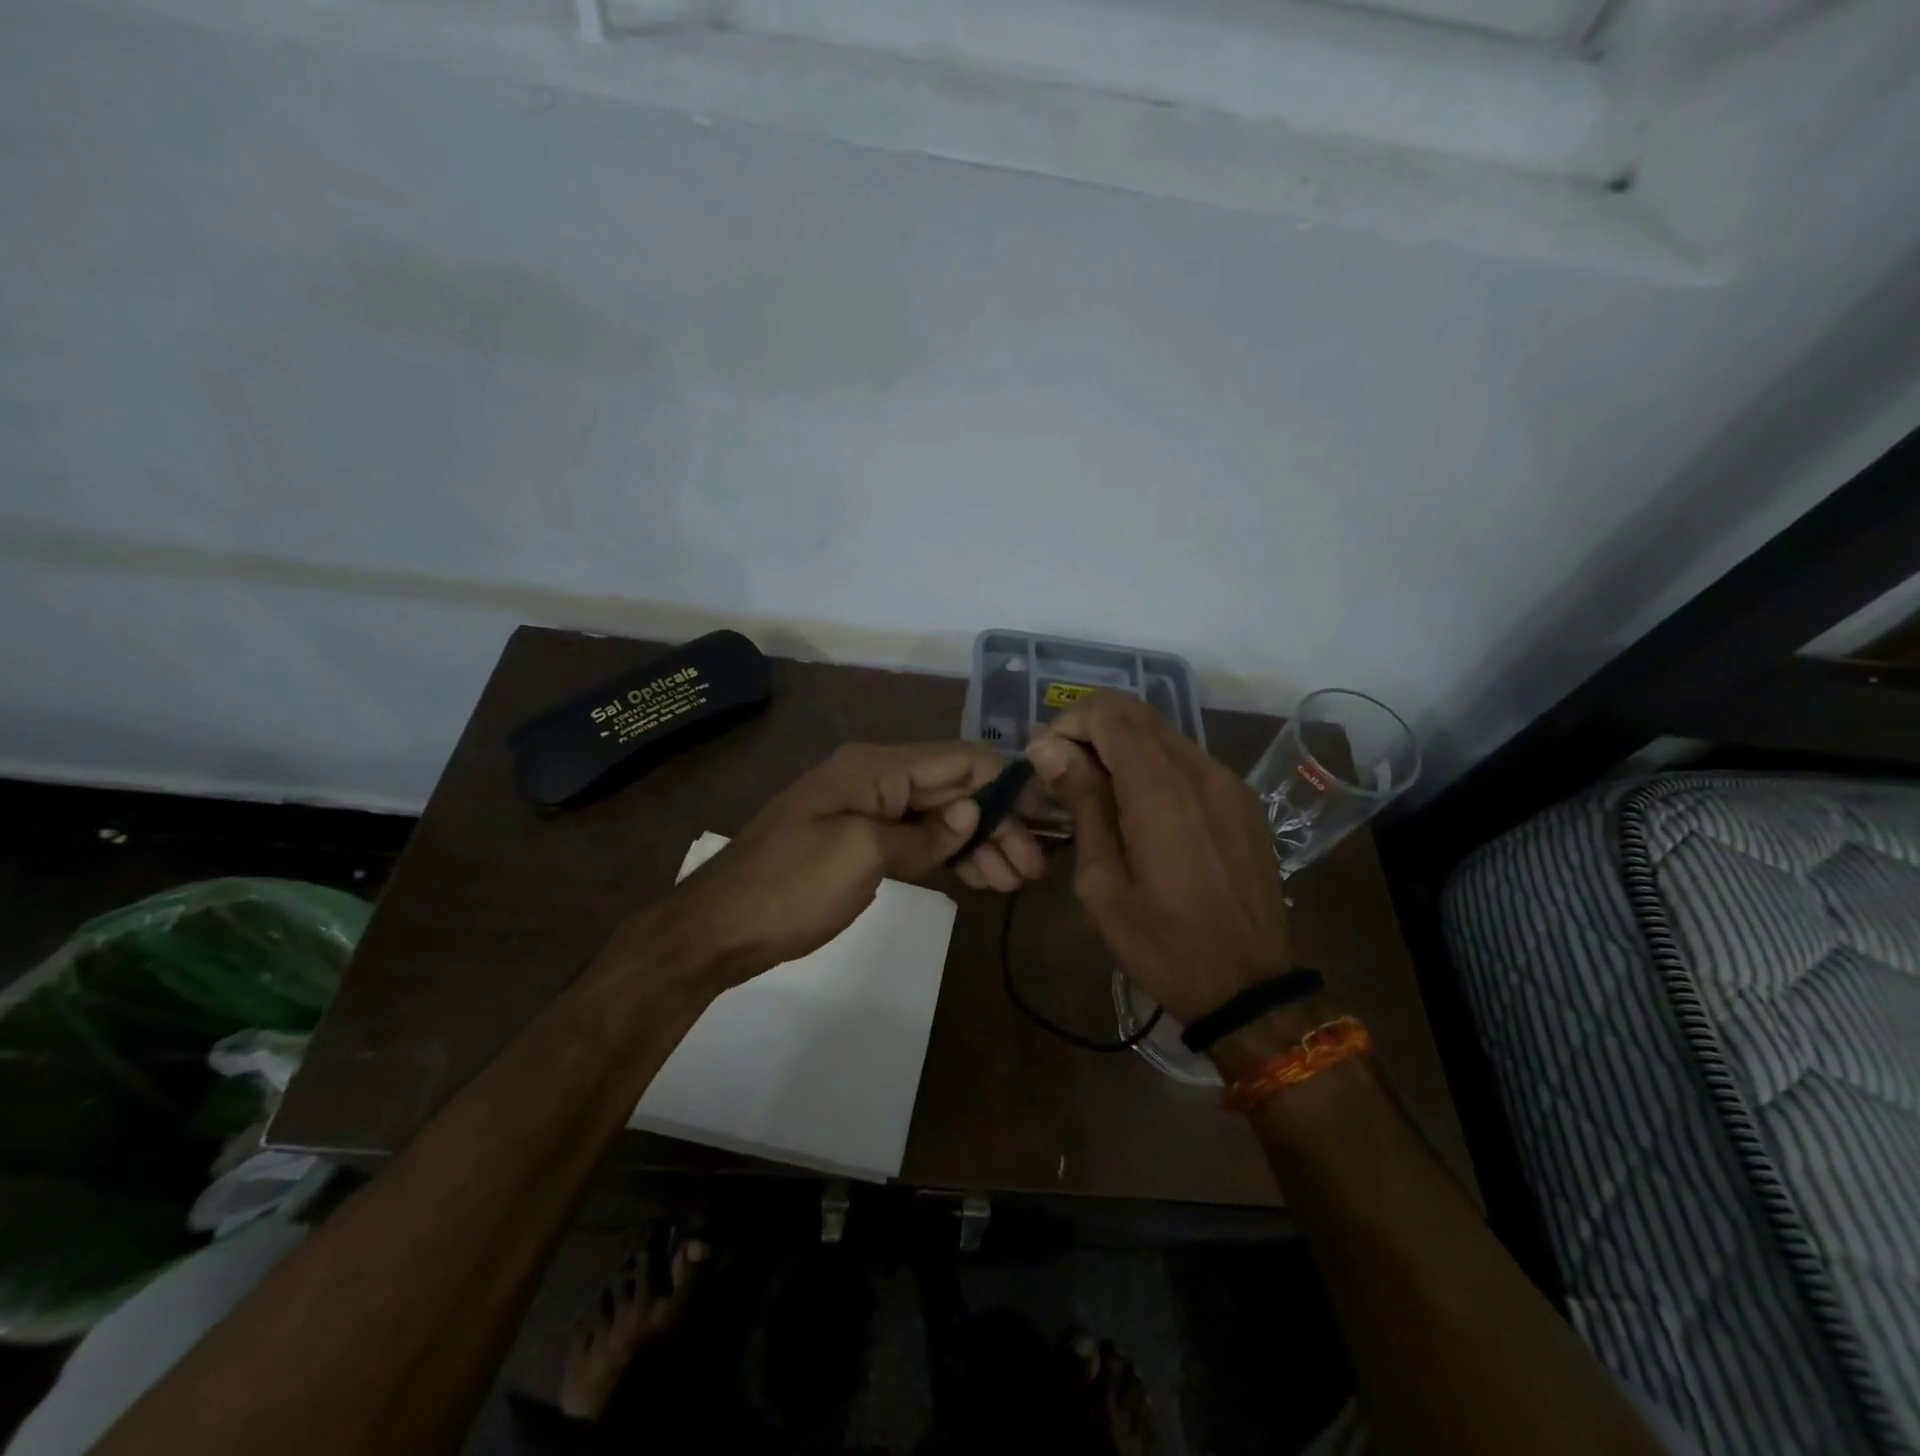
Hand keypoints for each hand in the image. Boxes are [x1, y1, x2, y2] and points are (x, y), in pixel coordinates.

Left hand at [665, 742, 1046, 988]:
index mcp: (875, 769)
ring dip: (979, 843)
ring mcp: (866, 812)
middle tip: (1034, 867)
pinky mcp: (860, 843)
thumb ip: (922, 835)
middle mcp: (875, 779)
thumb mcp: (861, 857)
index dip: (1005, 781)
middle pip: (953, 789)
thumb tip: (971, 813)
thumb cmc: (789, 887)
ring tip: (1016, 880)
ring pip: (939, 817)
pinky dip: (949, 856)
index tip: (1046, 811)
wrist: (718, 928)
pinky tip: (979, 877)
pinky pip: (916, 840)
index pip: (958, 759)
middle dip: (997, 822)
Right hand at [1026, 695, 1290, 1025]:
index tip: (1045, 760)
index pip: (1110, 714)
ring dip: (1121, 745)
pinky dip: (1153, 764)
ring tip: (1096, 790)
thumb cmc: (1162, 943)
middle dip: (1091, 728)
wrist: (1249, 988)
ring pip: (1164, 733)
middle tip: (1063, 771)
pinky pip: (1189, 759)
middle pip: (1138, 713)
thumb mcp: (1102, 882)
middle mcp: (1200, 770)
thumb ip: (1082, 804)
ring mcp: (1229, 782)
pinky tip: (1138, 806)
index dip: (1069, 723)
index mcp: (1161, 790)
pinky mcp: (1243, 800)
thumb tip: (1048, 748)